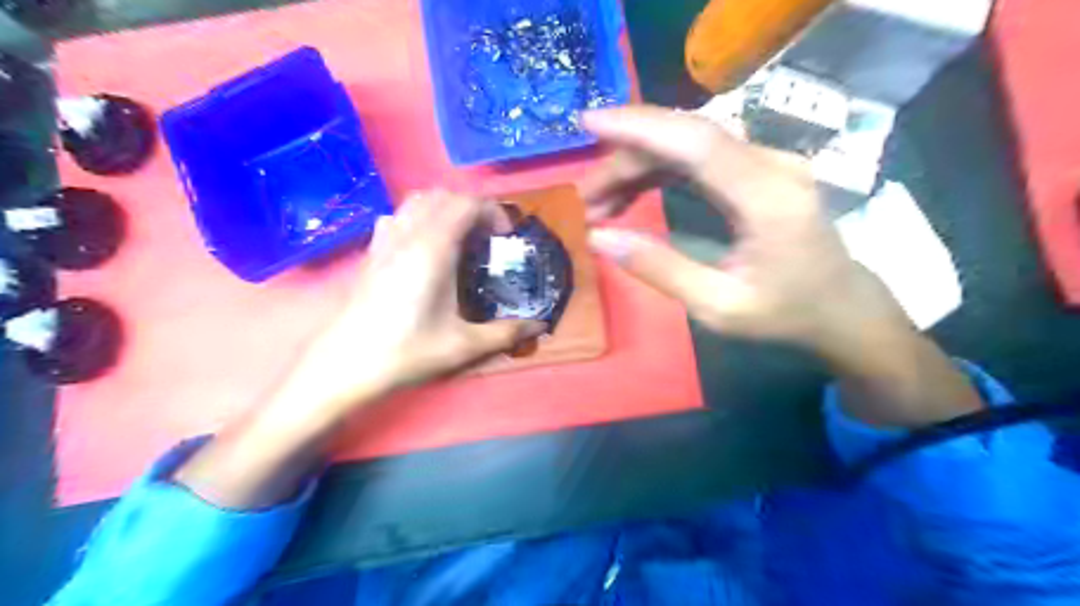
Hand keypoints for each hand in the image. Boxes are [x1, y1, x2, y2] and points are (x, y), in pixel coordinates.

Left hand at [291, 189, 543, 406]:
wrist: (343, 365)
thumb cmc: (406, 352)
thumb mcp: (463, 345)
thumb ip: (506, 332)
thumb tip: (541, 325)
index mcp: (433, 249)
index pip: (466, 203)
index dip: (493, 211)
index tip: (505, 237)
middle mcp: (408, 235)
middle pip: (443, 195)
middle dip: (471, 208)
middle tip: (486, 238)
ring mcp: (385, 241)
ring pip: (416, 201)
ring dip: (444, 209)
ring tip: (459, 239)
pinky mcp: (371, 253)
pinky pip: (397, 216)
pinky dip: (417, 218)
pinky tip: (423, 248)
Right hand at [583, 103, 910, 361]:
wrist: (840, 306)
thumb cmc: (785, 313)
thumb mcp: (718, 307)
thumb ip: (660, 269)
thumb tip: (599, 237)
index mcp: (768, 199)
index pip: (698, 143)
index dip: (640, 127)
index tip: (588, 123)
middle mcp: (772, 166)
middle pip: (686, 138)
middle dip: (626, 158)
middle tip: (586, 198)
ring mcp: (767, 162)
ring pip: (688, 144)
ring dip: (638, 165)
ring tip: (600, 202)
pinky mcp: (757, 169)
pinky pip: (698, 157)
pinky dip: (658, 171)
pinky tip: (630, 195)